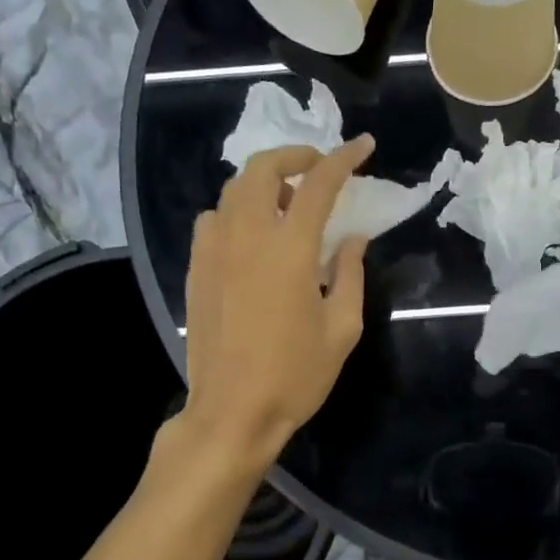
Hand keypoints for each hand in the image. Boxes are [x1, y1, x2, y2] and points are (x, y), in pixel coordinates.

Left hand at [177, 137, 374, 468]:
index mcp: (289, 249)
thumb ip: (349, 273)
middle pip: (262, 168)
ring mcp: (213, 251)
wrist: (232, 412)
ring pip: (232, 189)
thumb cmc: (295, 375)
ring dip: (263, 182)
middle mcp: (246, 237)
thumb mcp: (342, 328)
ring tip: (285, 203)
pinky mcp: (195, 269)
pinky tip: (250, 236)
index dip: (344, 159)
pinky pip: (212, 219)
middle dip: (294, 155)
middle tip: (318, 168)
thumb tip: (353, 237)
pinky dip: (235, 211)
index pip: (319, 184)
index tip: (364, 146)